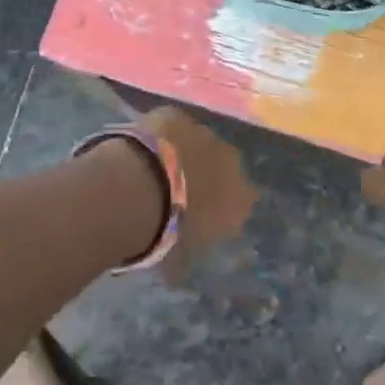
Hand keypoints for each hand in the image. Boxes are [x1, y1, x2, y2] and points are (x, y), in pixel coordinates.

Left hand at [139, 106, 255, 280]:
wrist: (140, 186)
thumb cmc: (165, 230)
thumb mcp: (180, 255)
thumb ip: (188, 253)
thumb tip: (176, 269)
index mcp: (240, 198)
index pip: (244, 201)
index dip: (225, 206)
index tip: (205, 214)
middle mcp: (231, 161)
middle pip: (226, 166)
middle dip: (209, 174)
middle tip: (181, 189)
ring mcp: (204, 133)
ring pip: (200, 142)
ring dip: (186, 152)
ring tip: (159, 167)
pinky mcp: (176, 114)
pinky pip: (173, 126)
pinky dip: (162, 135)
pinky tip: (144, 147)